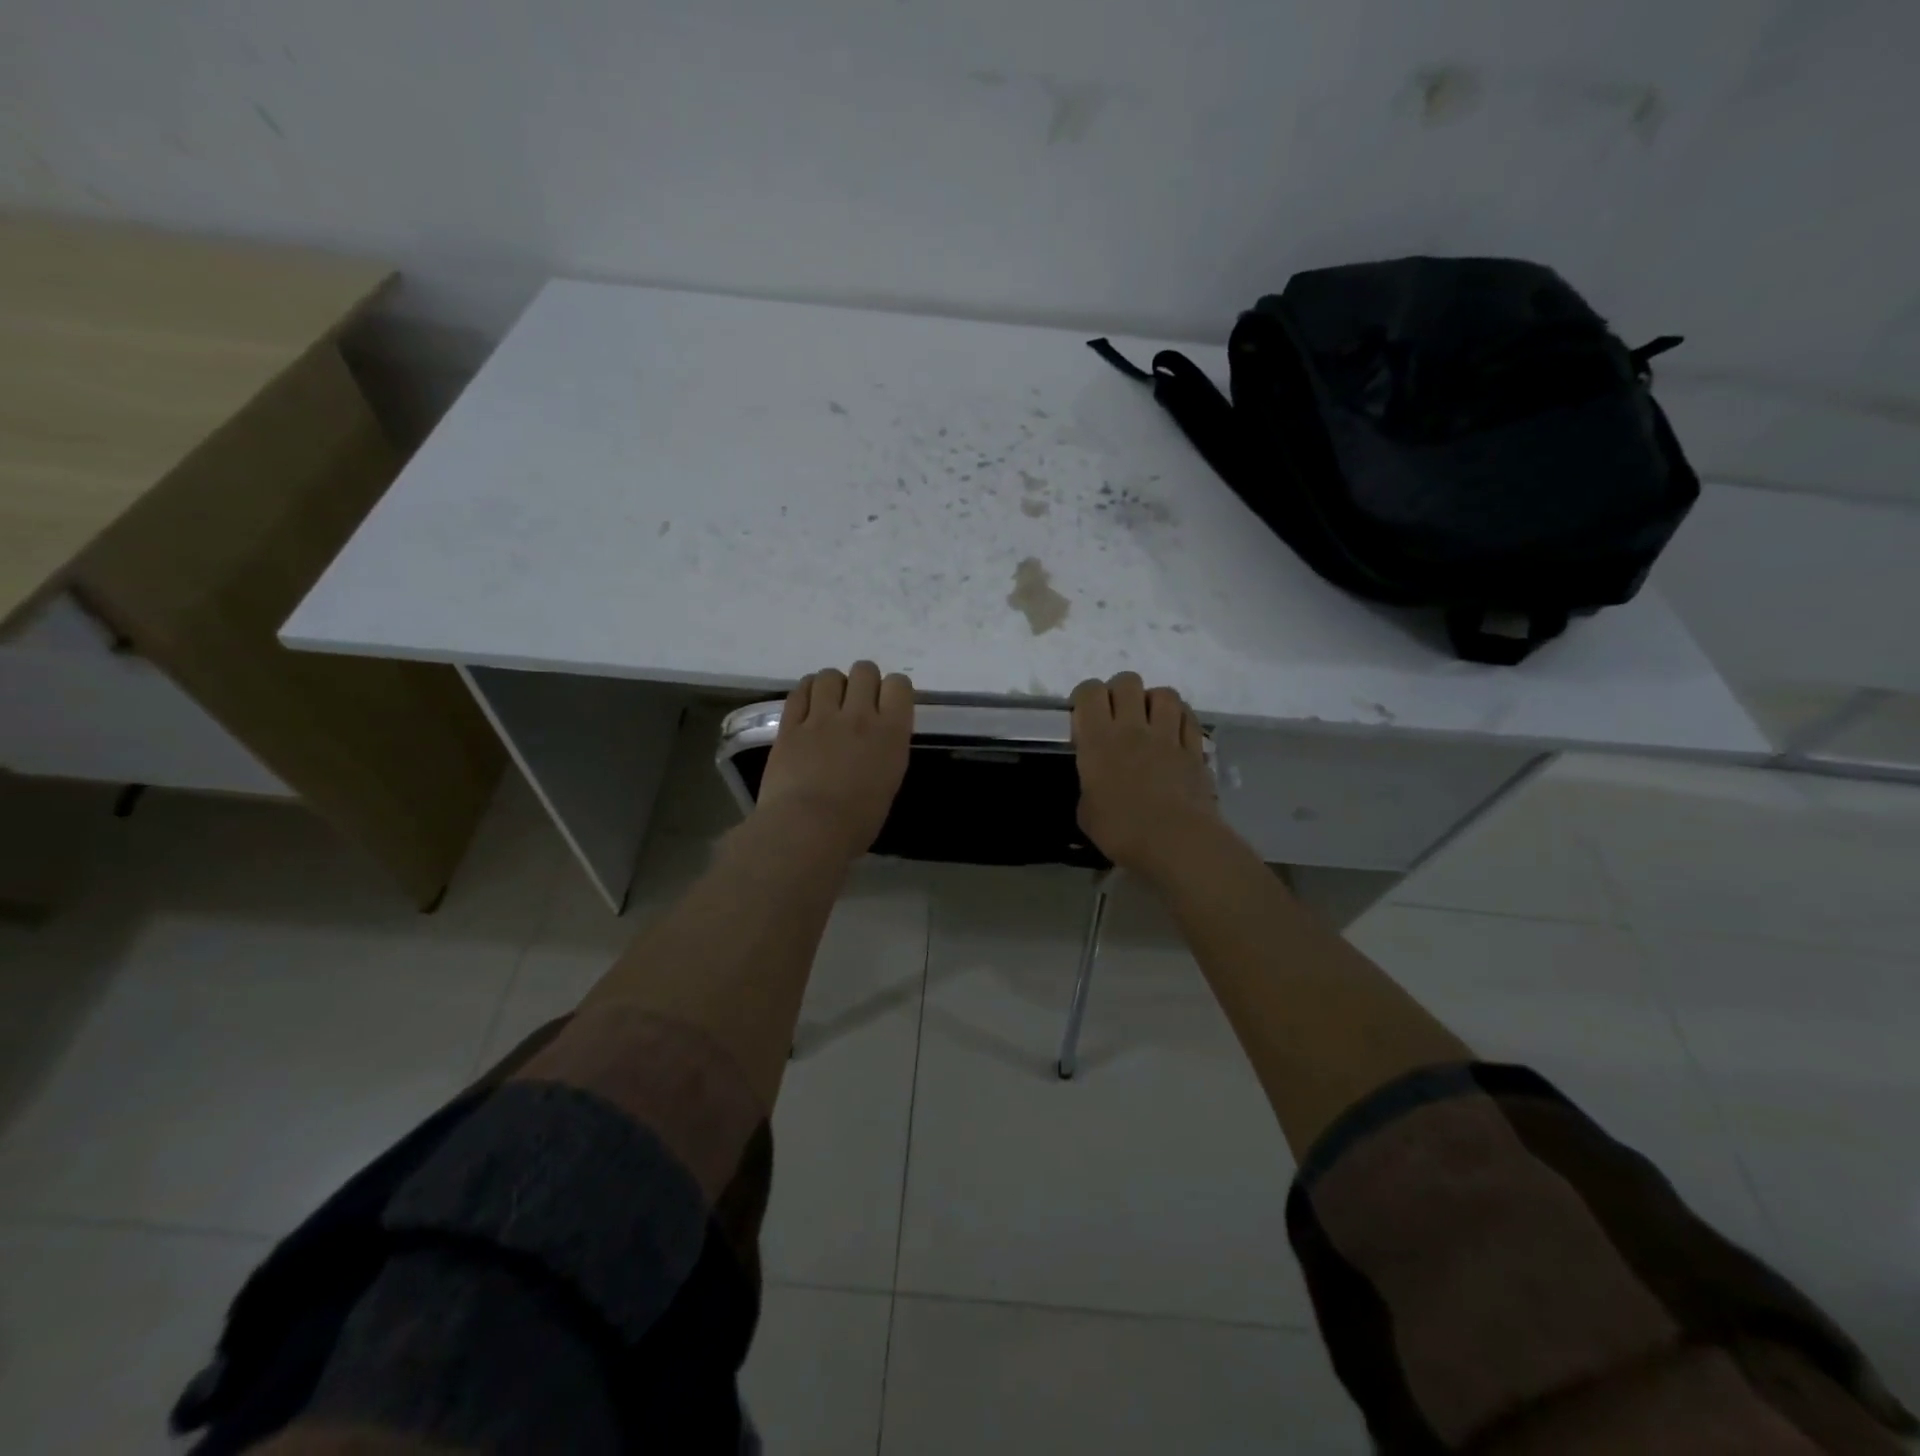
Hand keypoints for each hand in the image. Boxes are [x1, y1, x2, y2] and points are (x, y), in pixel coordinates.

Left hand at [754, 662, 913, 860]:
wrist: (807, 830)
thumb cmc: (856, 823)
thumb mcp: (888, 784)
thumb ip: (885, 752)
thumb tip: (874, 744)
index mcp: (891, 734)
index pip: (899, 685)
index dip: (894, 690)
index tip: (888, 704)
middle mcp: (859, 716)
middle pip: (865, 670)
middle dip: (863, 681)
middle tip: (857, 702)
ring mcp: (821, 718)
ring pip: (829, 675)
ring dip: (833, 685)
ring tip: (829, 703)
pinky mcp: (789, 725)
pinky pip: (799, 692)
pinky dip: (806, 692)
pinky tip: (807, 705)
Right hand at [1071, 672, 1221, 879]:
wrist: (1176, 842)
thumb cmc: (1121, 830)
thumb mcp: (1087, 812)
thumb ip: (1090, 786)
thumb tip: (1097, 784)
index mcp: (1099, 740)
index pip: (1089, 692)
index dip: (1084, 696)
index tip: (1083, 715)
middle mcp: (1133, 728)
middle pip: (1127, 682)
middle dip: (1119, 691)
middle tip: (1116, 715)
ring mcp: (1168, 736)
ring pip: (1164, 693)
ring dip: (1153, 700)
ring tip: (1149, 719)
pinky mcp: (1195, 749)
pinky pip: (1188, 717)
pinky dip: (1180, 718)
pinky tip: (1174, 731)